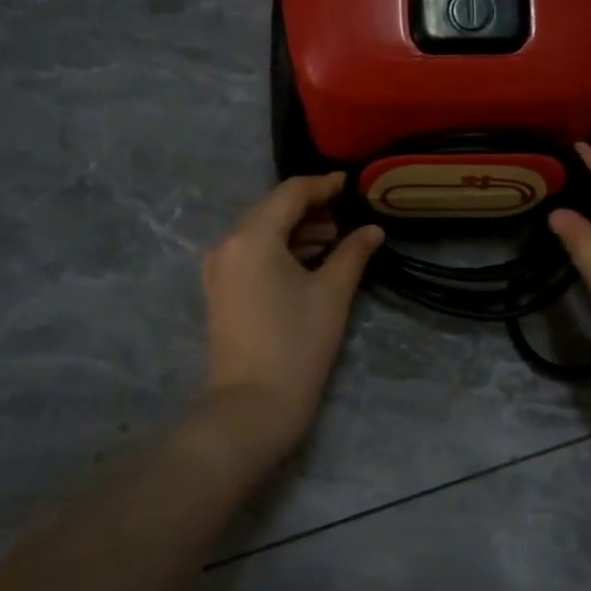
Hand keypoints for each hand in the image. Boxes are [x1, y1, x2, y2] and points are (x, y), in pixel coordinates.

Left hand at [200, 173, 382, 457]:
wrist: (252, 406)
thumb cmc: (297, 345)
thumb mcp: (332, 294)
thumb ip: (353, 253)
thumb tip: (372, 230)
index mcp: (253, 237)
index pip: (290, 194)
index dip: (323, 186)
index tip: (351, 185)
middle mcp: (228, 244)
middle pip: (272, 209)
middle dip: (309, 208)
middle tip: (346, 215)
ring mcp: (219, 268)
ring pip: (260, 231)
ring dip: (295, 229)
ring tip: (334, 238)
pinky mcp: (220, 289)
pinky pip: (251, 253)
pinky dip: (279, 248)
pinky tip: (308, 259)